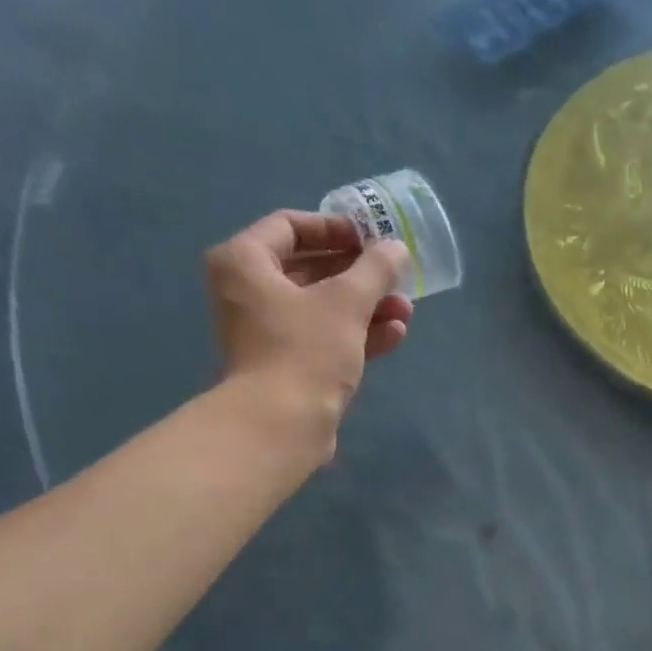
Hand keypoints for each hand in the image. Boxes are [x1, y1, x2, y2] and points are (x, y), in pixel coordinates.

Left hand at [204, 210, 414, 461]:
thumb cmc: (306, 350)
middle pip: (311, 270)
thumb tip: (396, 248)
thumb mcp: (347, 302)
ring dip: (366, 307)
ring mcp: (268, 333)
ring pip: (323, 308)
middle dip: (359, 275)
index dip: (335, 228)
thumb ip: (375, 269)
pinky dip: (357, 334)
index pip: (290, 226)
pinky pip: (325, 339)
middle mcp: (249, 292)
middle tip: (395, 276)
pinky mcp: (288, 366)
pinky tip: (394, 335)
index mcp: (245, 262)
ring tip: (406, 310)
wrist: (282, 424)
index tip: (371, 238)